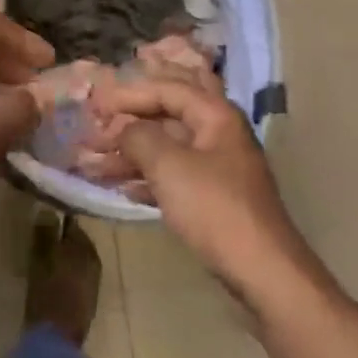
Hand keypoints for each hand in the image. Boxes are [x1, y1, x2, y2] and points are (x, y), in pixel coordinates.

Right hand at [90, 78, 310, 305]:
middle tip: (104, 112)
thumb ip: (138, 136)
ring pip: (169, 145)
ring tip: (97, 158)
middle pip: (171, 110)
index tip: (96, 105)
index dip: (129, 93)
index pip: (167, 88)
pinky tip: (122, 187)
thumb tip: (123, 129)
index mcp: (215, 115)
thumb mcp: (167, 165)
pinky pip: (173, 173)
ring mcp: (218, 166)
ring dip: (133, 149)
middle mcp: (219, 133)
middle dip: (136, 111)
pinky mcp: (213, 196)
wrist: (261, 270)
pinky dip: (147, 175)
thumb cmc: (213, 207)